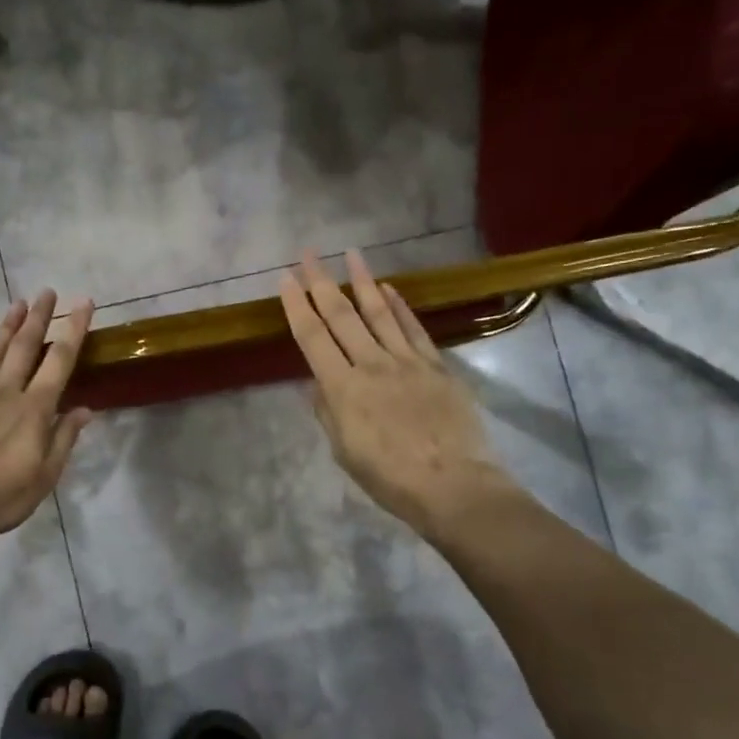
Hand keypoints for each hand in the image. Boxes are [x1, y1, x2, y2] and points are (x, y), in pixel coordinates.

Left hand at [0, 291, 95, 537]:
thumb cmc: (2, 496)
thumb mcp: (45, 475)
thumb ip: (64, 438)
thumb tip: (84, 409)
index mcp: (35, 408)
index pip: (60, 360)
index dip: (74, 329)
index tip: (83, 302)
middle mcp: (6, 392)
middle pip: (25, 346)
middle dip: (38, 316)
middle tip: (46, 291)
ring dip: (7, 326)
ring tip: (17, 303)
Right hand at [279, 250, 518, 538]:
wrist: (452, 484)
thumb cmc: (389, 478)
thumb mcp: (344, 451)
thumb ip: (329, 412)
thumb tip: (320, 383)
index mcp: (343, 388)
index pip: (312, 338)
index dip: (297, 306)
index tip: (286, 279)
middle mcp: (371, 365)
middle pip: (341, 316)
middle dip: (321, 282)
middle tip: (309, 253)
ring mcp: (407, 361)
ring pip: (379, 312)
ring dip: (362, 281)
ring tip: (351, 254)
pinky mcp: (435, 365)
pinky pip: (413, 328)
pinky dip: (399, 306)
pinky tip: (389, 289)